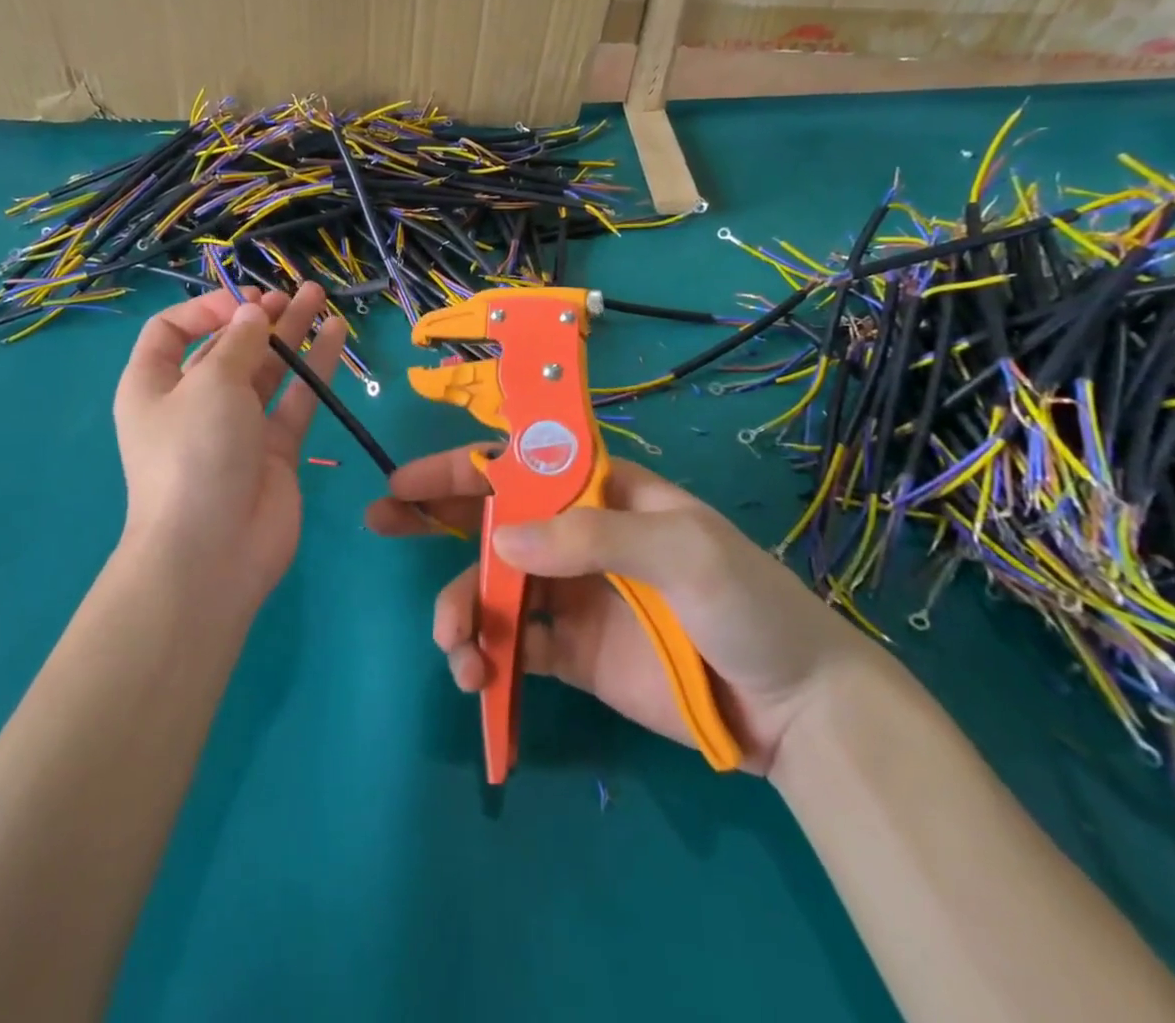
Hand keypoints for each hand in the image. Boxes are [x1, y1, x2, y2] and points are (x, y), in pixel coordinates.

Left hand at [113, 284, 345, 606]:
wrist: (213, 551)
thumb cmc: (196, 453)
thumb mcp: (210, 383)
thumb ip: (238, 342)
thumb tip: (254, 313)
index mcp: (154, 385)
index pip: (172, 331)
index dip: (206, 308)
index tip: (244, 302)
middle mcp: (193, 403)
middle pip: (226, 347)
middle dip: (257, 317)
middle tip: (293, 294)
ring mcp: (236, 428)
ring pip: (266, 370)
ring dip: (290, 334)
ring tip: (319, 297)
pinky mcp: (274, 450)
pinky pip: (295, 400)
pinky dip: (314, 368)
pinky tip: (336, 334)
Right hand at [365, 450, 885, 773]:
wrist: (794, 709)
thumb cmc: (746, 606)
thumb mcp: (683, 551)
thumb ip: (593, 537)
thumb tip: (501, 541)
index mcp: (599, 493)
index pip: (519, 465)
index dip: (461, 467)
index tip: (406, 478)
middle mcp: (574, 536)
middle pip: (491, 517)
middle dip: (432, 517)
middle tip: (380, 520)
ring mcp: (569, 594)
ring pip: (490, 586)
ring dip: (458, 607)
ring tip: (453, 645)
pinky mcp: (569, 650)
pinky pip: (511, 643)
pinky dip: (484, 655)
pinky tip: (476, 676)